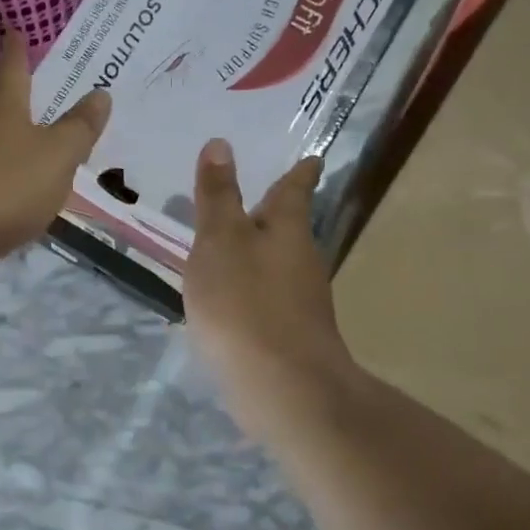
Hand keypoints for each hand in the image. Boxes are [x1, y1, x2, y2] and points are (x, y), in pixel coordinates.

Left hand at [0, 32, 111, 283]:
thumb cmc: (3, 183)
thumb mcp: (56, 156)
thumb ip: (79, 129)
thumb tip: (101, 94)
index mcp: (2, 103)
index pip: (11, 63)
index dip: (17, 46)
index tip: (16, 29)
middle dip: (20, 100)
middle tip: (50, 95)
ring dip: (12, 144)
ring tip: (42, 150)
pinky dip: (2, 180)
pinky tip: (18, 196)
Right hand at [183, 139, 357, 433]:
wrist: (282, 386)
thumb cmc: (245, 302)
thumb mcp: (220, 240)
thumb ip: (218, 196)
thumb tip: (221, 143)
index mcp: (288, 229)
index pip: (295, 189)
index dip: (300, 171)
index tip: (311, 158)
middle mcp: (301, 260)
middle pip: (288, 228)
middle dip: (272, 213)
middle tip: (252, 197)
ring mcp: (299, 301)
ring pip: (276, 264)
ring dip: (257, 252)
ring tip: (230, 245)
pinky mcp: (288, 335)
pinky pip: (266, 298)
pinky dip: (249, 289)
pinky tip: (229, 298)